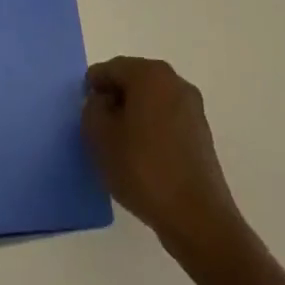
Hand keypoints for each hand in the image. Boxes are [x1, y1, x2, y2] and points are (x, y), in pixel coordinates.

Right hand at [84, 56, 246, 262]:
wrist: (196, 215)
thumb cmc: (143, 168)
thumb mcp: (100, 137)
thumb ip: (92, 109)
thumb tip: (103, 102)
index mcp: (150, 74)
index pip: (112, 68)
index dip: (93, 85)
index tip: (83, 109)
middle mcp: (174, 81)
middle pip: (134, 80)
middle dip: (114, 98)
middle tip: (98, 126)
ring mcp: (192, 106)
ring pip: (152, 100)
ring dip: (134, 114)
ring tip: (119, 144)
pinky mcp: (201, 132)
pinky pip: (167, 118)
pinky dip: (151, 128)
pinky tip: (142, 155)